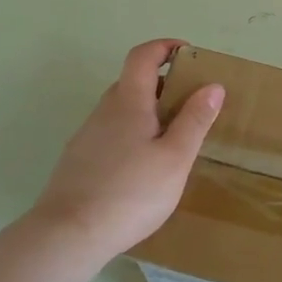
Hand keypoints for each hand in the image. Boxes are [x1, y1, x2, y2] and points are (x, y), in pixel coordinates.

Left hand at [28, 40, 223, 262]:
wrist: (69, 235)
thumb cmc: (131, 193)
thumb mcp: (176, 158)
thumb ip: (195, 120)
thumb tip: (213, 85)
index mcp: (128, 102)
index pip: (143, 56)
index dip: (165, 47)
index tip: (189, 54)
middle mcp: (103, 111)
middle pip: (132, 82)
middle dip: (163, 84)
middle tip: (191, 105)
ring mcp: (87, 136)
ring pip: (121, 111)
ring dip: (148, 112)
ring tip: (173, 141)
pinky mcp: (78, 161)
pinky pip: (111, 134)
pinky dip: (132, 135)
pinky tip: (143, 168)